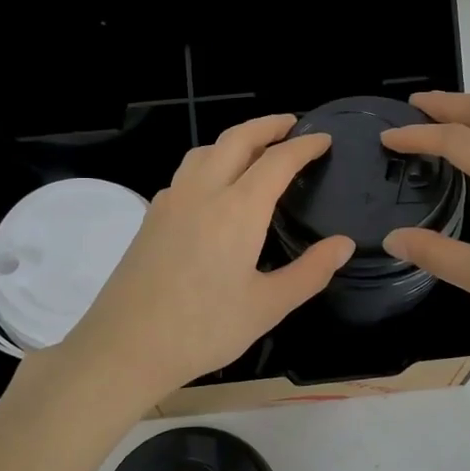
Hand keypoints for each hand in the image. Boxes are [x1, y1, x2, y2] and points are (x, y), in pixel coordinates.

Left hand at [60, 115, 354, 402]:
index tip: (323, 139)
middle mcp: (202, 192)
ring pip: (205, 151)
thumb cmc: (204, 330)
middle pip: (236, 139)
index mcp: (237, 209)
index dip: (304, 146)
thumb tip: (344, 244)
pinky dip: (209, 162)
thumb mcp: (268, 307)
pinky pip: (185, 173)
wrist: (125, 346)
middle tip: (291, 124)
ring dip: (234, 140)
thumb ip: (310, 272)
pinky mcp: (151, 217)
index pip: (277, 161)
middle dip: (267, 126)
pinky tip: (213, 188)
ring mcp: (171, 201)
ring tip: (254, 149)